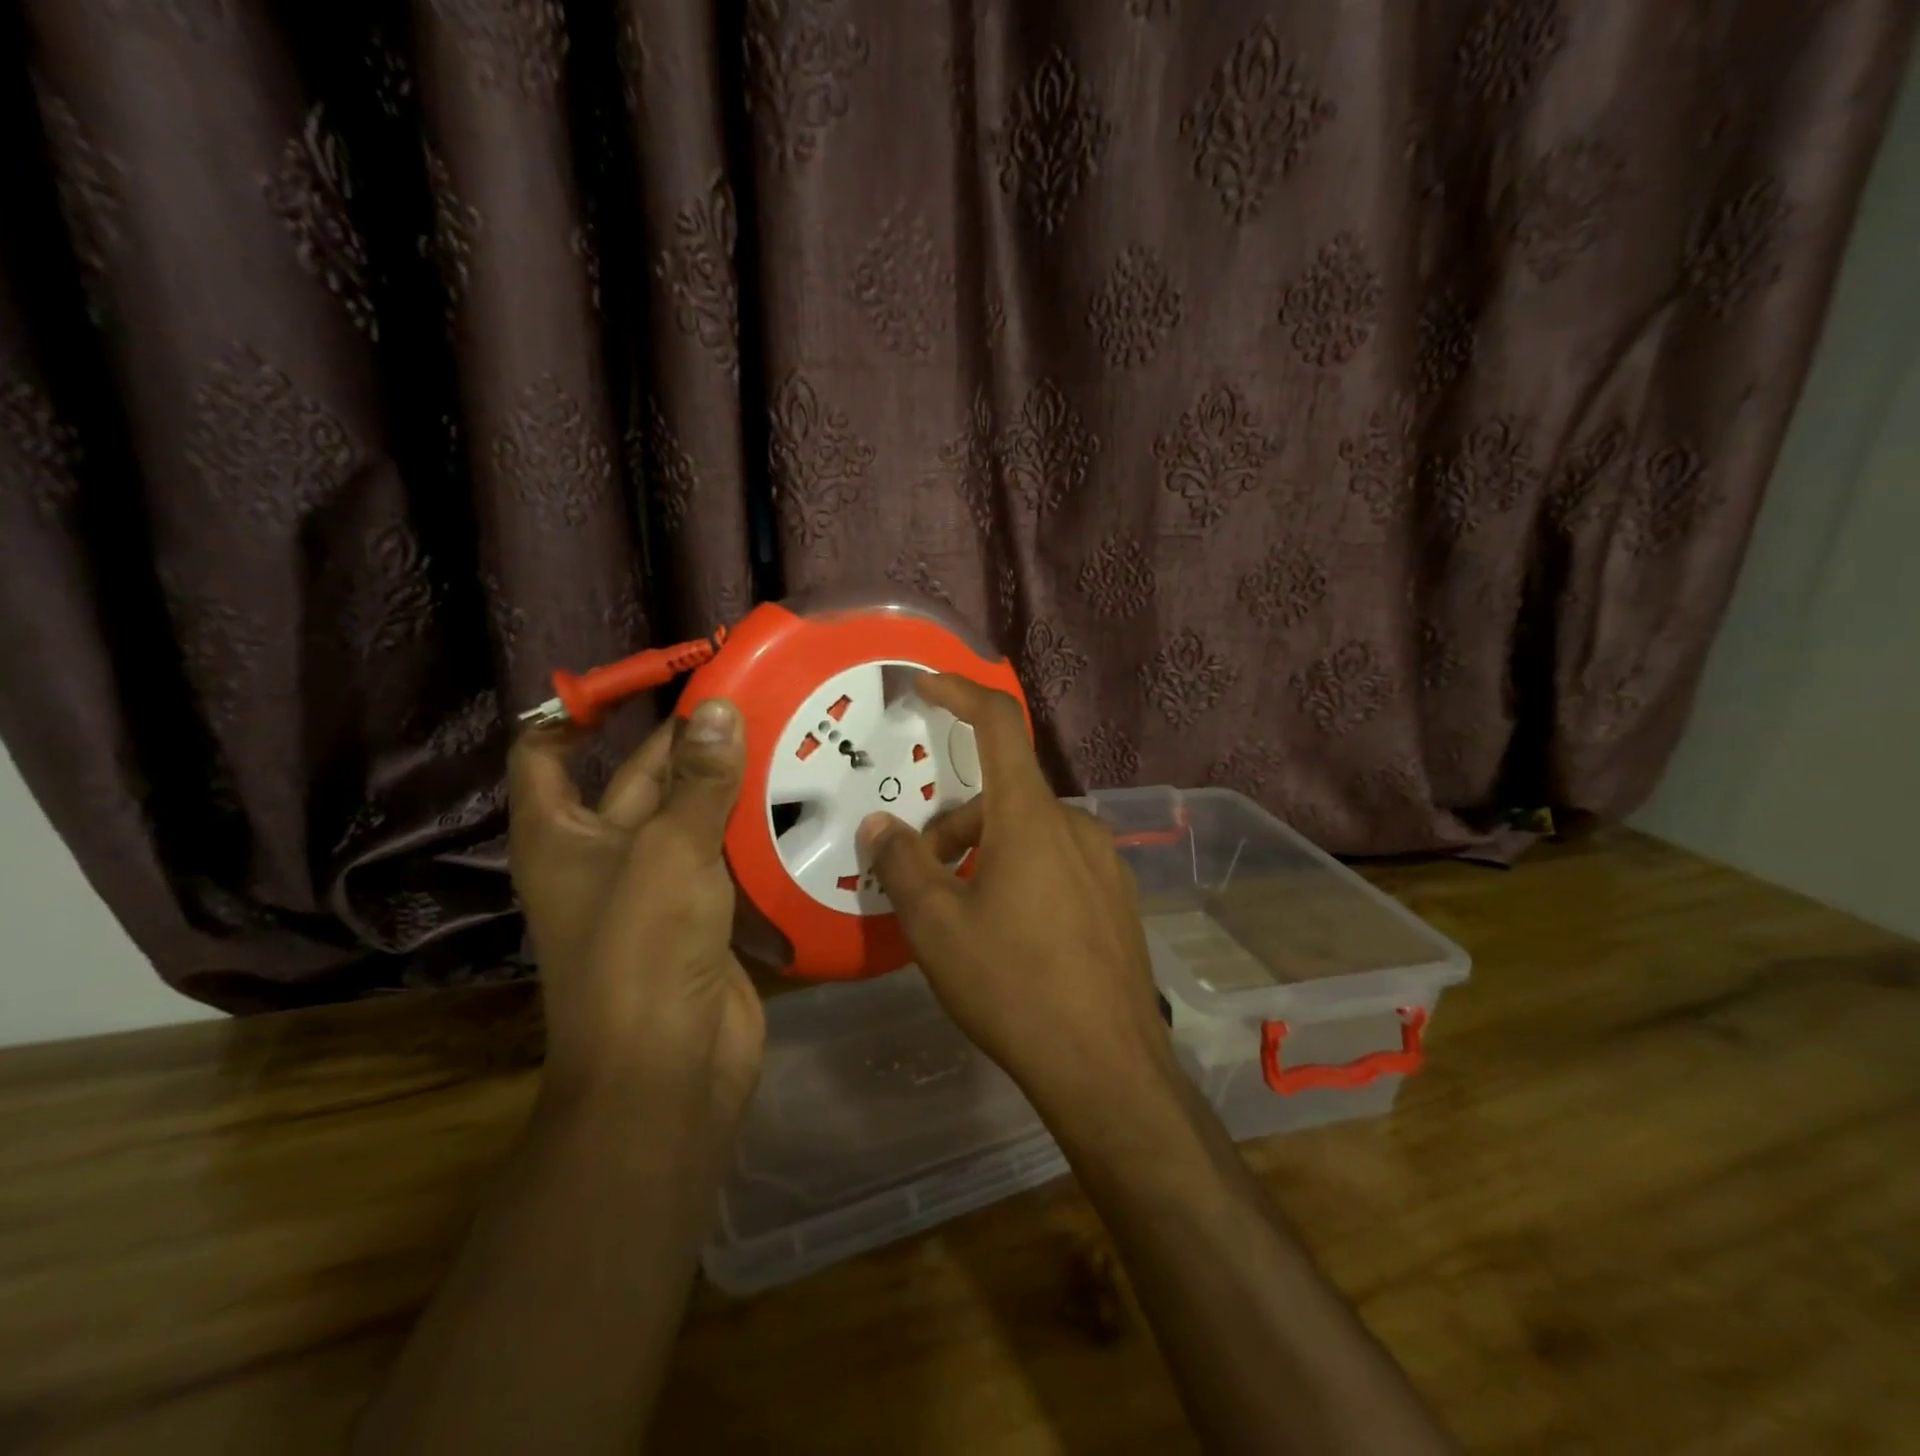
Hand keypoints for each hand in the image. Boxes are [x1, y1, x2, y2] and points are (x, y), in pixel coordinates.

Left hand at [507, 699, 764, 1122]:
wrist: (668, 1068)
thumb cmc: (642, 950)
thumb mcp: (669, 851)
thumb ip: (699, 781)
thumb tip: (718, 708)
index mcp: (562, 834)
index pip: (546, 753)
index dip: (579, 712)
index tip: (641, 682)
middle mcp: (604, 853)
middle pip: (641, 778)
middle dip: (689, 741)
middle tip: (752, 699)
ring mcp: (658, 886)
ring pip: (694, 817)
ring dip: (730, 784)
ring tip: (787, 737)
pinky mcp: (704, 912)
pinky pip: (727, 856)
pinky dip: (755, 830)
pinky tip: (801, 800)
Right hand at [857, 675, 1174, 1115]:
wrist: (1108, 1068)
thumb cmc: (1013, 986)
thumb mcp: (937, 927)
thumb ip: (903, 866)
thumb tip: (880, 828)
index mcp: (1031, 817)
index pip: (999, 725)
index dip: (960, 692)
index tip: (925, 684)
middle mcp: (1075, 825)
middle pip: (1003, 796)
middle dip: (954, 824)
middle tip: (921, 877)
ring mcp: (1103, 862)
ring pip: (1029, 833)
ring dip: (985, 853)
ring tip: (960, 916)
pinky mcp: (1115, 897)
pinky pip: (1056, 862)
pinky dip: (1020, 874)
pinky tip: (1010, 935)